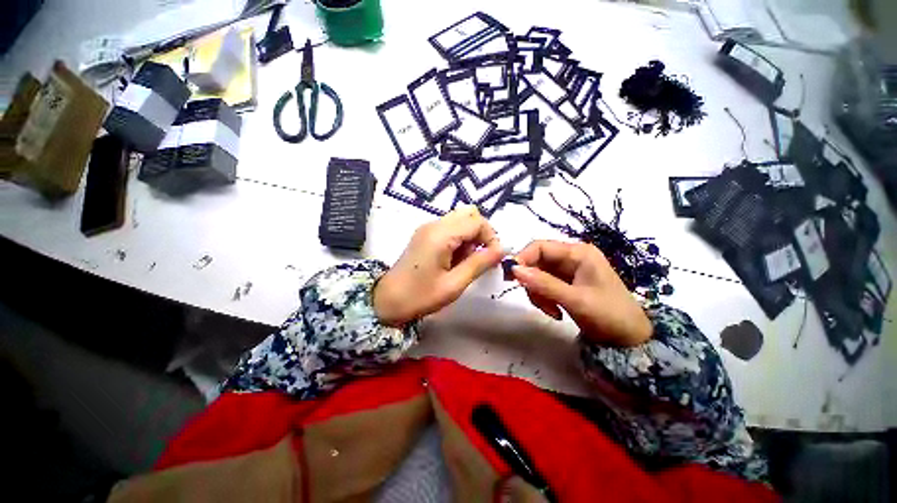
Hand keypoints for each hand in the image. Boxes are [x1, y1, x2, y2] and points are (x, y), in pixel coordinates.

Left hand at [374, 205, 502, 326]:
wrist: (387, 301)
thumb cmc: (420, 296)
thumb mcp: (454, 284)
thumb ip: (480, 263)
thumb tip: (502, 249)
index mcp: (441, 235)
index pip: (477, 221)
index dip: (491, 237)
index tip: (493, 257)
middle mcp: (434, 224)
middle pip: (469, 214)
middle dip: (480, 233)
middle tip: (478, 257)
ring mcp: (427, 227)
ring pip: (460, 219)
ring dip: (469, 236)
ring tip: (464, 261)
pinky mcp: (424, 234)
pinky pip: (450, 227)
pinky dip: (459, 238)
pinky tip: (453, 258)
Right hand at [512, 240, 651, 345]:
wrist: (629, 339)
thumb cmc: (608, 314)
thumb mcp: (575, 299)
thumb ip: (544, 284)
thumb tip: (514, 270)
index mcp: (578, 253)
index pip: (540, 247)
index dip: (523, 258)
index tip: (511, 277)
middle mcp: (571, 258)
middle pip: (537, 261)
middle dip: (531, 280)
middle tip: (529, 297)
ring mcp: (568, 271)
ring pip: (537, 275)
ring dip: (537, 292)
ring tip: (550, 310)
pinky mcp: (565, 284)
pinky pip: (544, 286)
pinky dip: (543, 298)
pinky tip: (555, 312)